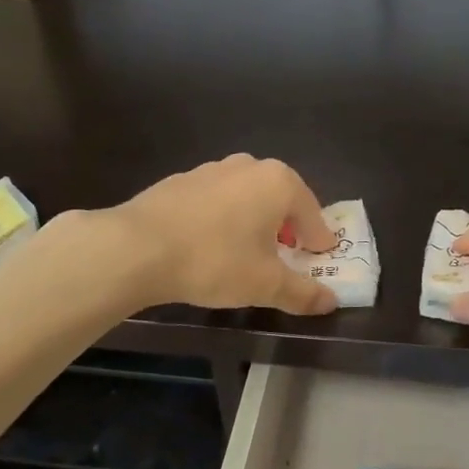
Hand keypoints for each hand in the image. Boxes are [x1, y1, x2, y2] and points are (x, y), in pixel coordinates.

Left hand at [97, 154, 340, 315]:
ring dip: (253, 222)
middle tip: (287, 256)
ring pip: (246, 197)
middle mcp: (248, 166)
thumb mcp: (265, 284)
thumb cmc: (215, 260)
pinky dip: (223, 220)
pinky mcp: (180, 181)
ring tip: (246, 253)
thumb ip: (302, 292)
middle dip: (287, 228)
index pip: (312, 214)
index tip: (321, 258)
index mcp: (278, 182)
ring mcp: (211, 169)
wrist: (137, 247)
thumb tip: (331, 302)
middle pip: (280, 200)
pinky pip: (216, 201)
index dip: (319, 240)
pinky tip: (210, 245)